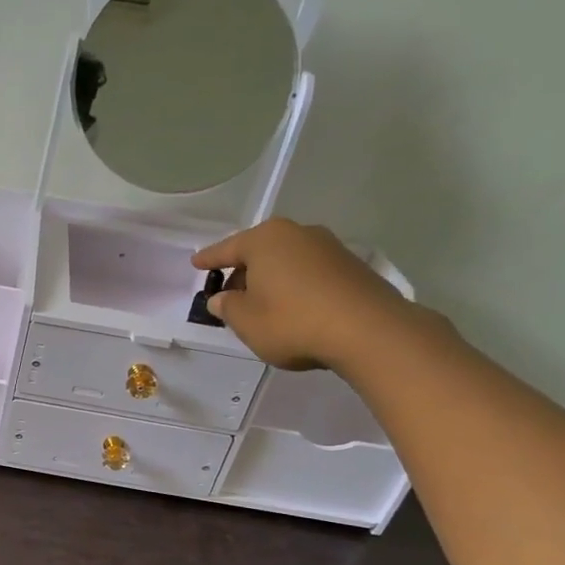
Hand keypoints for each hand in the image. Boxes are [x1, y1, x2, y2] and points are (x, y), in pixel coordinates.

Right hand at [193, 218, 416, 370]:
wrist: (368, 331)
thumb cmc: (292, 321)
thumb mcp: (245, 321)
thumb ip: (227, 307)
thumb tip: (222, 298)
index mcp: (265, 240)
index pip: (227, 249)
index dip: (209, 259)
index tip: (196, 263)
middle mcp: (297, 233)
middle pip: (259, 252)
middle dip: (243, 271)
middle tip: (230, 294)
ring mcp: (328, 247)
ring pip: (286, 261)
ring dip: (271, 279)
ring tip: (262, 304)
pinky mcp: (351, 266)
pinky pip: (309, 272)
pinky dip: (295, 285)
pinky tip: (293, 307)